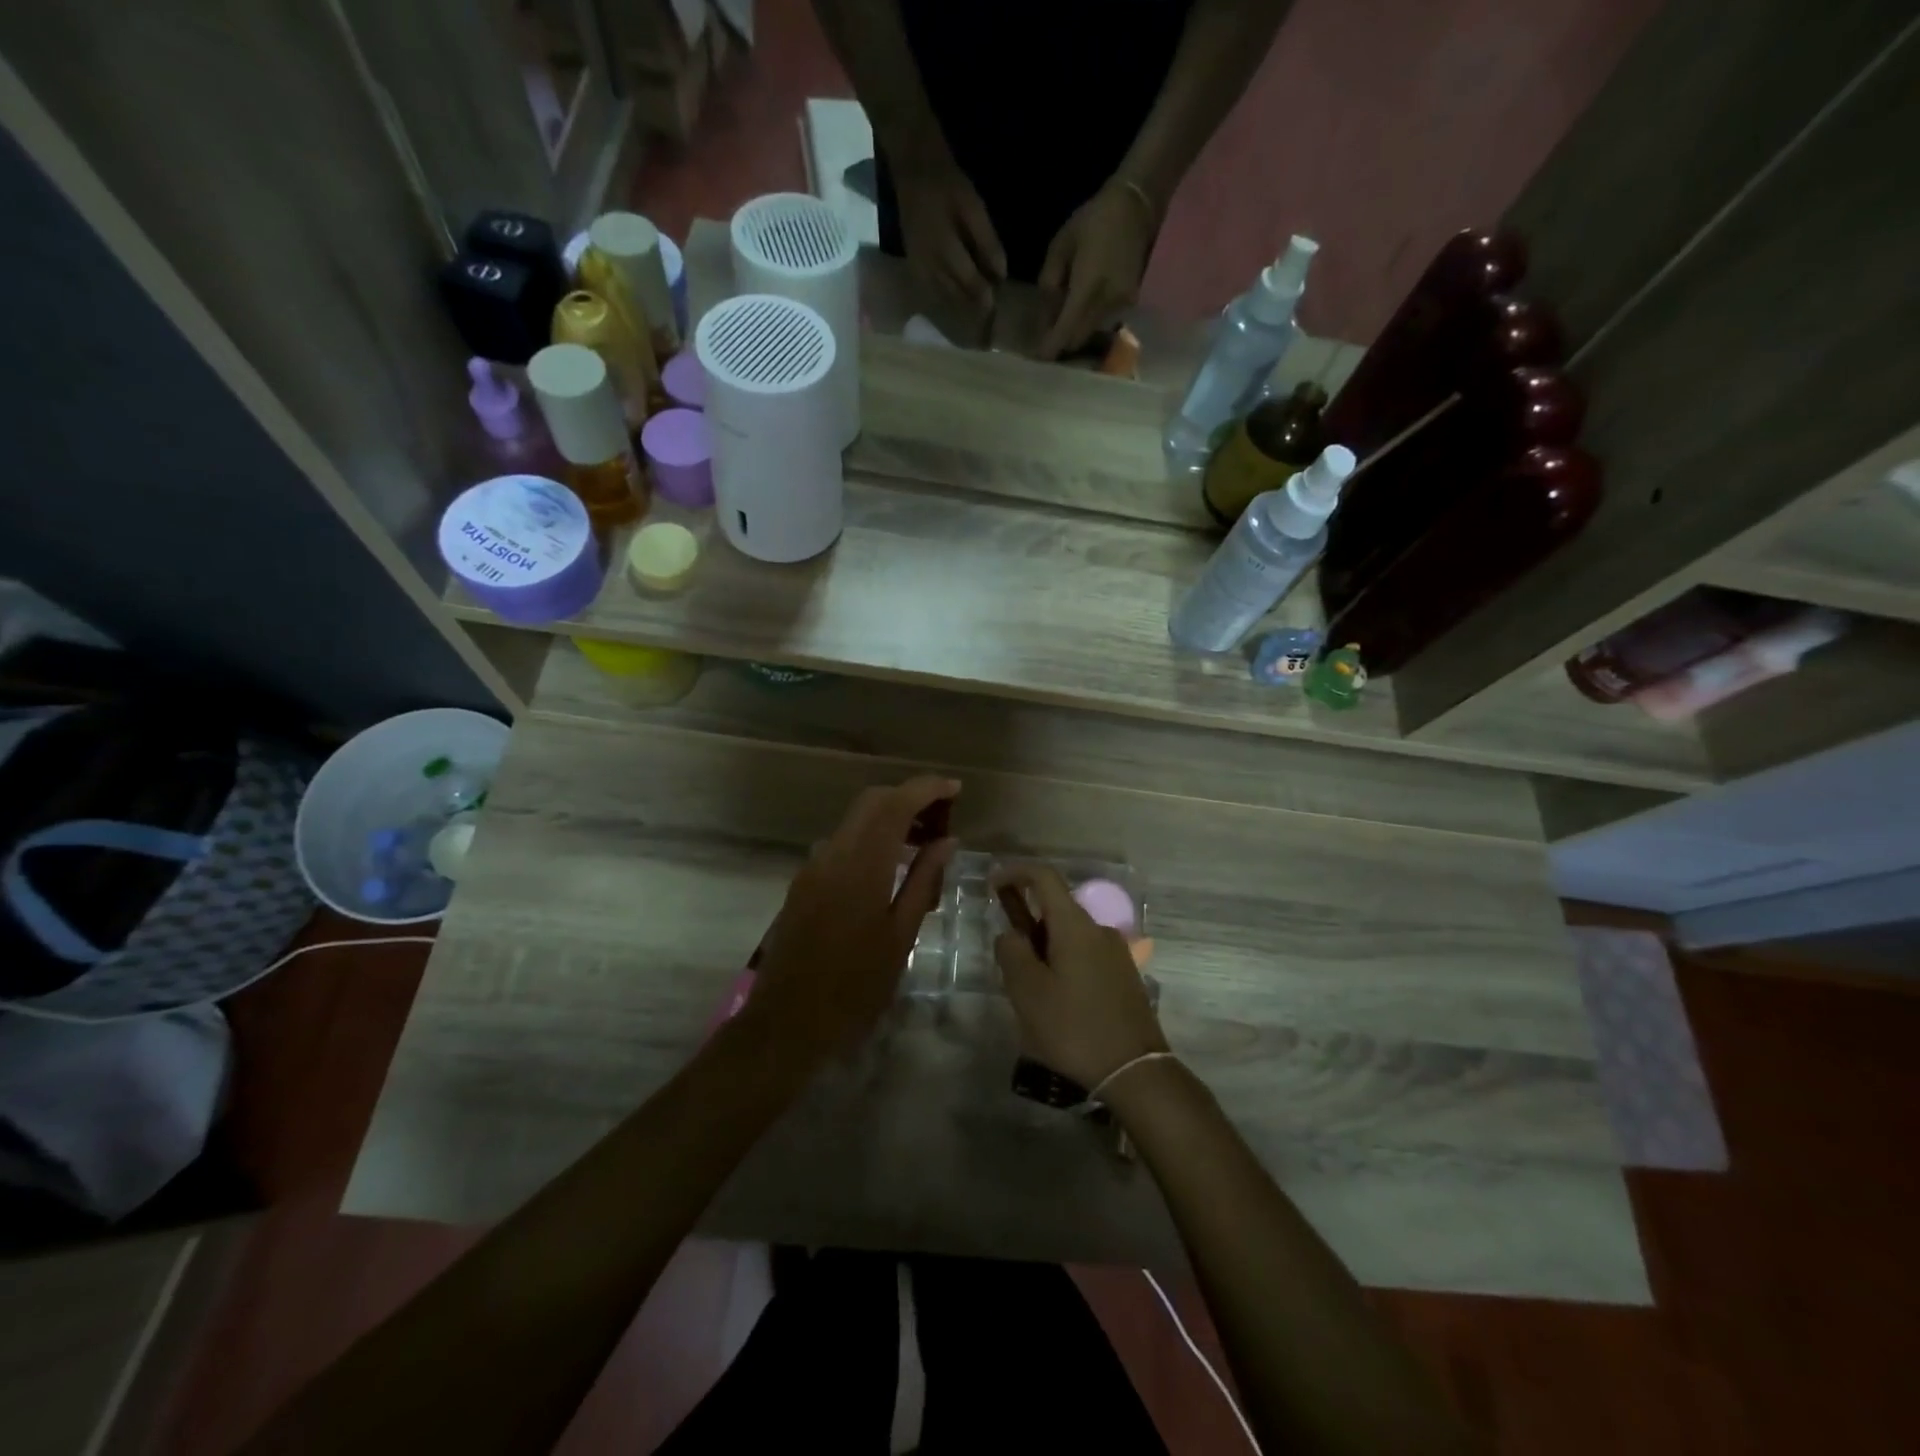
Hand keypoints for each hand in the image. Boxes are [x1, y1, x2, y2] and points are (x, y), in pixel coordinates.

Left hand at [744, 776, 958, 1065]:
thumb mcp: (901, 936)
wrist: (787, 1022)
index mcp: (861, 865)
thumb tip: (948, 841)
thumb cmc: (855, 987)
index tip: (955, 788)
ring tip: (923, 844)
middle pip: (871, 802)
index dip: (926, 788)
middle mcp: (832, 854)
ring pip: (855, 821)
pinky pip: (842, 844)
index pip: (895, 804)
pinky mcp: (803, 882)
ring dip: (889, 817)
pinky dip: (870, 839)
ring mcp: (813, 866)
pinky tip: (890, 868)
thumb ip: (924, 881)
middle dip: (908, 797)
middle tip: (943, 816)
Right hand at [893, 156, 1005, 308]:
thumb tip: (1001, 275)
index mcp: (944, 249)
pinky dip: (949, 297)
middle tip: (991, 309)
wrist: (914, 172)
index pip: (969, 282)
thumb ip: (987, 242)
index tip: (999, 303)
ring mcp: (919, 270)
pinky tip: (959, 296)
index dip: (985, 295)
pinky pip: (933, 293)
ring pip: (945, 298)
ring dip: (962, 304)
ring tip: (978, 305)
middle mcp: (929, 266)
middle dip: (975, 304)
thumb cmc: (948, 187)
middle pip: (956, 295)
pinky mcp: (914, 269)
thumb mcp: (974, 208)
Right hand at [992, 864, 1167, 1088]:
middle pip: (1057, 909)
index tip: (992, 884)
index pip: (1044, 877)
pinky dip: (1064, 963)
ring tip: (1030, 991)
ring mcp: (1116, 952)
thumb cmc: (1074, 1027)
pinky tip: (1058, 1002)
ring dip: (1046, 948)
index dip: (1016, 872)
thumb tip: (1011, 934)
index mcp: (1075, 925)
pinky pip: (1086, 955)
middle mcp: (1099, 929)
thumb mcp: (1027, 991)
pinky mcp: (1125, 976)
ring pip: (1070, 936)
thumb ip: (1011, 952)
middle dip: (1027, 923)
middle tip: (1007, 959)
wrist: (1134, 1071)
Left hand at [1037, 180, 1155, 359]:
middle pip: (1078, 339)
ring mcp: (1121, 305)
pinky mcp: (1129, 303)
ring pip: (1091, 333)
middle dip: (1061, 344)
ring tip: (1061, 323)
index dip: (1051, 348)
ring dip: (1075, 333)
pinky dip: (1089, 322)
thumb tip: (1045, 315)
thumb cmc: (1093, 221)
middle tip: (1046, 340)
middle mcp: (1106, 303)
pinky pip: (1104, 322)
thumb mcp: (1060, 246)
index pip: (1066, 331)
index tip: (1038, 358)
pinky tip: (1081, 309)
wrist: (1137, 206)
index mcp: (1087, 288)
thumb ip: (1049, 282)